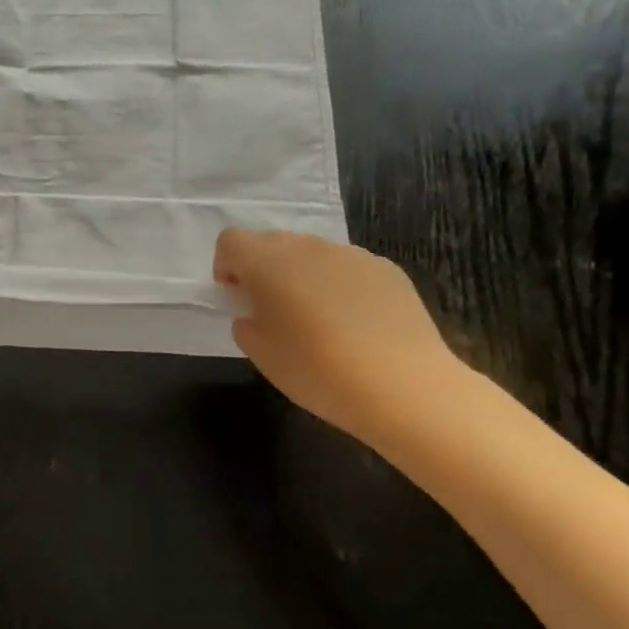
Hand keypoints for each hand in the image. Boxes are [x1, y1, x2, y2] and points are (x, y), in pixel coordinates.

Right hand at [214, 229, 463, 445]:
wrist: (402, 386)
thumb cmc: (316, 369)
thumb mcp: (261, 353)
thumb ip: (247, 323)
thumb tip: (256, 313)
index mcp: (267, 263)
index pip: (231, 241)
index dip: (226, 265)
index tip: (236, 295)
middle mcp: (307, 247)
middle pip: (272, 242)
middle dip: (264, 268)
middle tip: (272, 309)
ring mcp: (351, 255)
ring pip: (313, 254)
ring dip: (303, 276)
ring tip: (318, 320)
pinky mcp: (387, 269)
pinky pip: (348, 268)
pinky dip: (340, 286)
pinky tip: (355, 325)